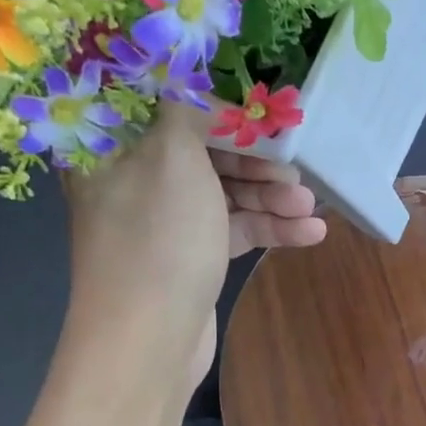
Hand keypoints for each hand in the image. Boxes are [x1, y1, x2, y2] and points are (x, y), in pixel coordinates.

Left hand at [63, 105, 325, 384]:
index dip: (218, 108)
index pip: (169, 109)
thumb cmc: (158, 239)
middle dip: (256, 162)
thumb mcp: (173, 158)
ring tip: (310, 207)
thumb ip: (189, 112)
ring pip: (224, 194)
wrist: (148, 342)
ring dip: (271, 197)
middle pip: (205, 153)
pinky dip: (269, 228)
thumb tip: (197, 83)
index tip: (263, 112)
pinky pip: (233, 229)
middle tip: (296, 171)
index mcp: (115, 148)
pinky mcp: (191, 256)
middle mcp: (136, 180)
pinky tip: (310, 233)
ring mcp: (165, 222)